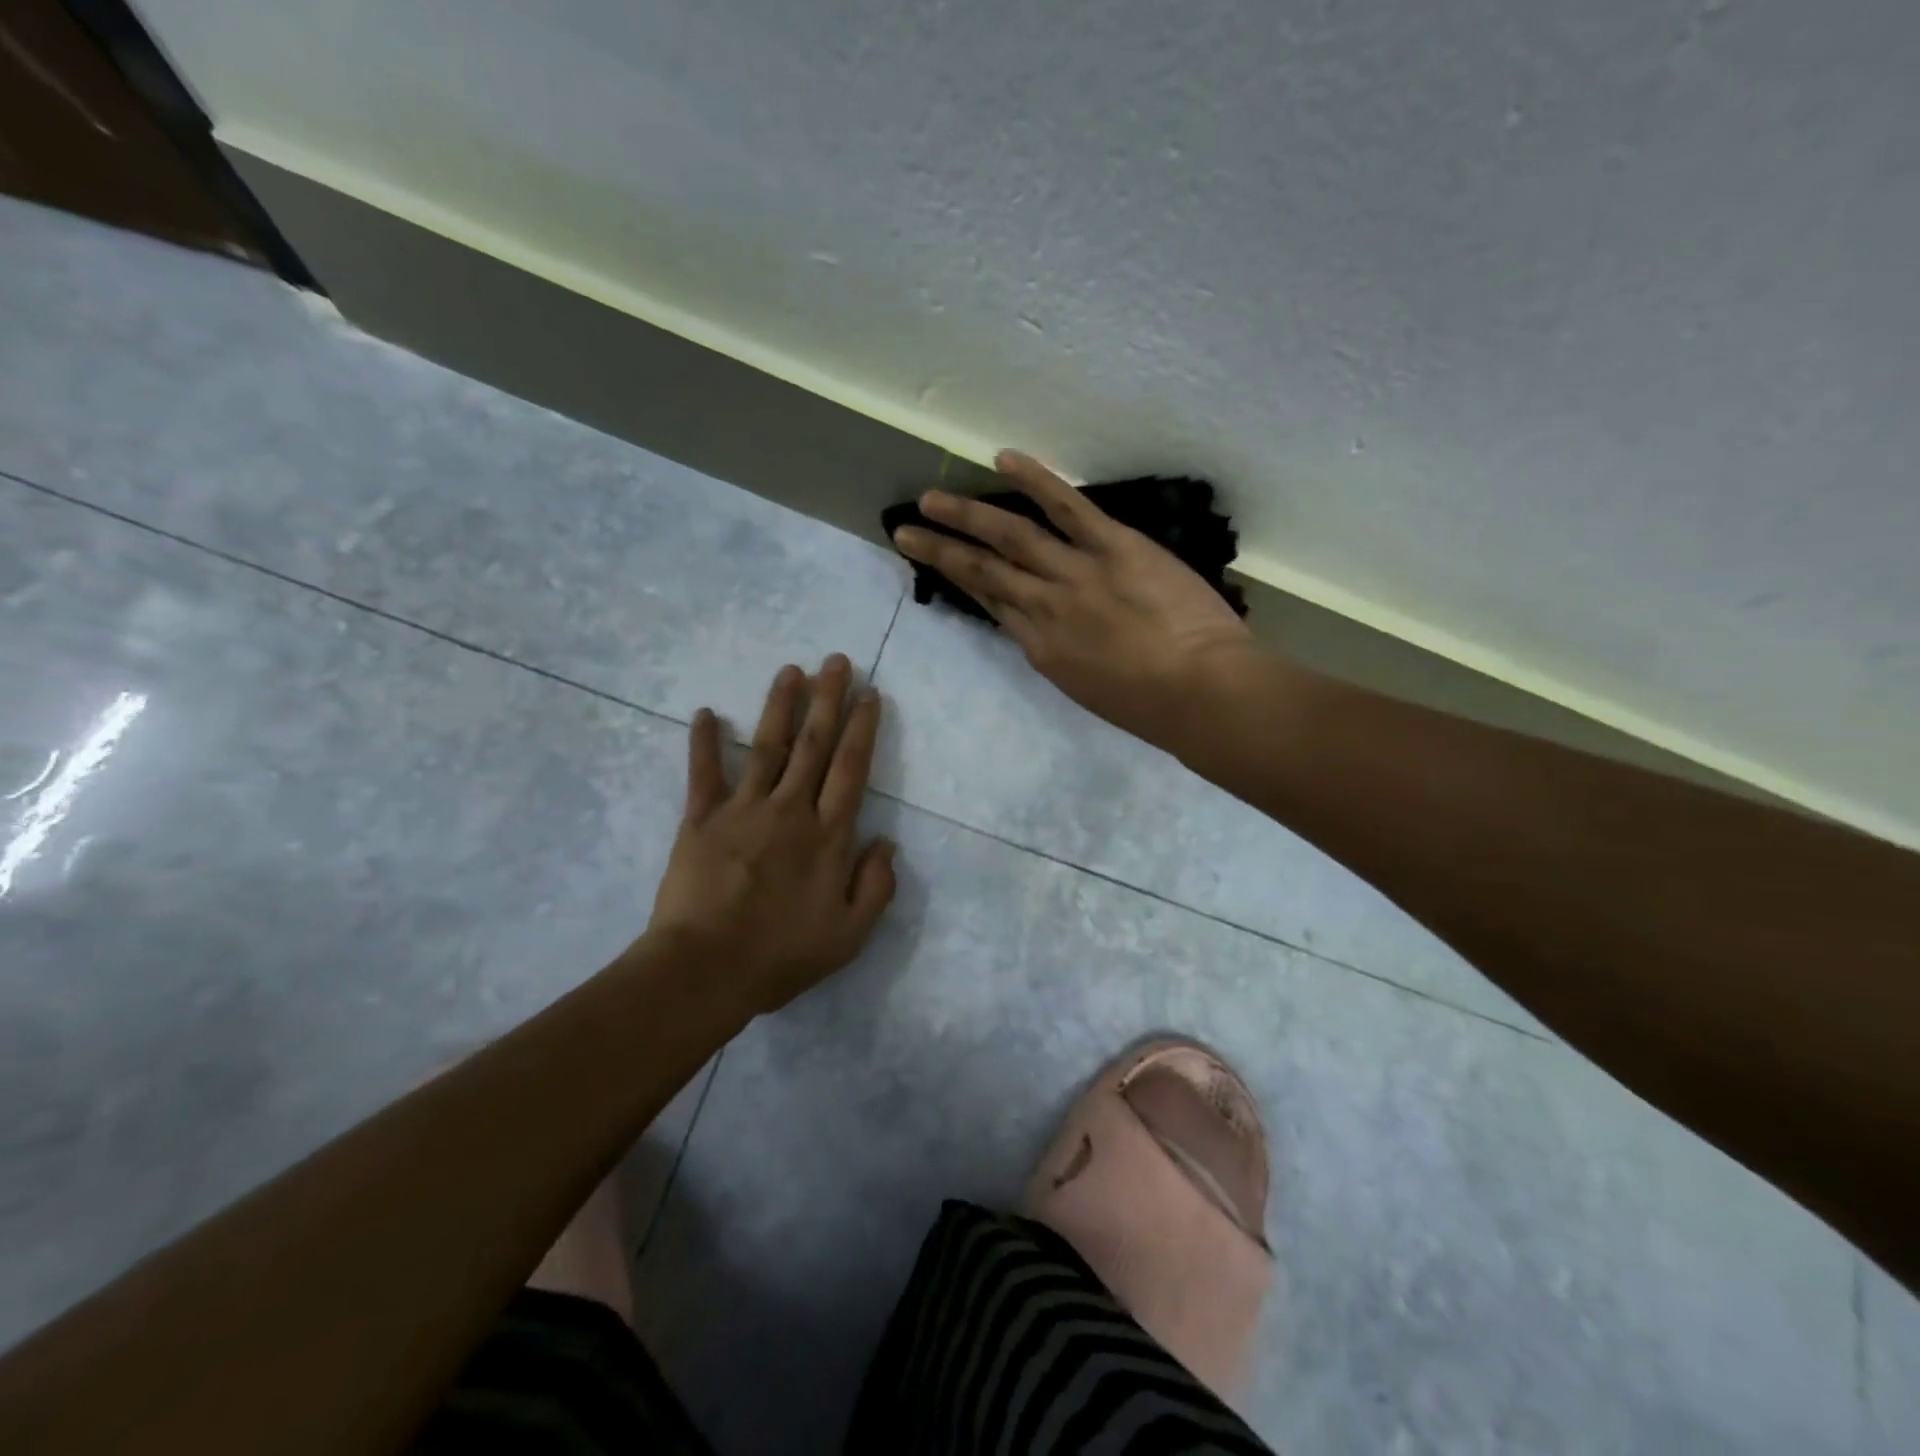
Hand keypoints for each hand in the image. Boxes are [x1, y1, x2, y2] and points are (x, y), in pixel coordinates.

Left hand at [648, 655, 896, 1014]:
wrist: (705, 970)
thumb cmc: (781, 956)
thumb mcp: (850, 935)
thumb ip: (876, 886)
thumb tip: (886, 842)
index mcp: (828, 836)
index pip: (851, 769)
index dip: (862, 729)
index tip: (870, 694)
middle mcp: (790, 810)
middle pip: (814, 745)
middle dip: (828, 700)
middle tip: (836, 661)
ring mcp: (743, 810)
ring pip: (768, 747)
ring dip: (780, 706)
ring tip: (791, 670)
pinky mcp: (700, 820)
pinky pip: (703, 774)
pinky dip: (703, 743)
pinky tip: (704, 713)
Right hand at [891, 450, 1259, 747]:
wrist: (1199, 693)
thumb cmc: (1152, 708)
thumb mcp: (1090, 691)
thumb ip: (1064, 657)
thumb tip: (1049, 632)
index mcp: (1042, 650)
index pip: (995, 606)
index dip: (965, 583)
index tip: (943, 563)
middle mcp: (1045, 608)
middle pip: (983, 573)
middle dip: (941, 551)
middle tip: (905, 530)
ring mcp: (1076, 574)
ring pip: (1011, 538)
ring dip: (966, 515)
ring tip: (930, 498)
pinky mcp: (1113, 547)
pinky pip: (1068, 508)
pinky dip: (1036, 481)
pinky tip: (1004, 459)